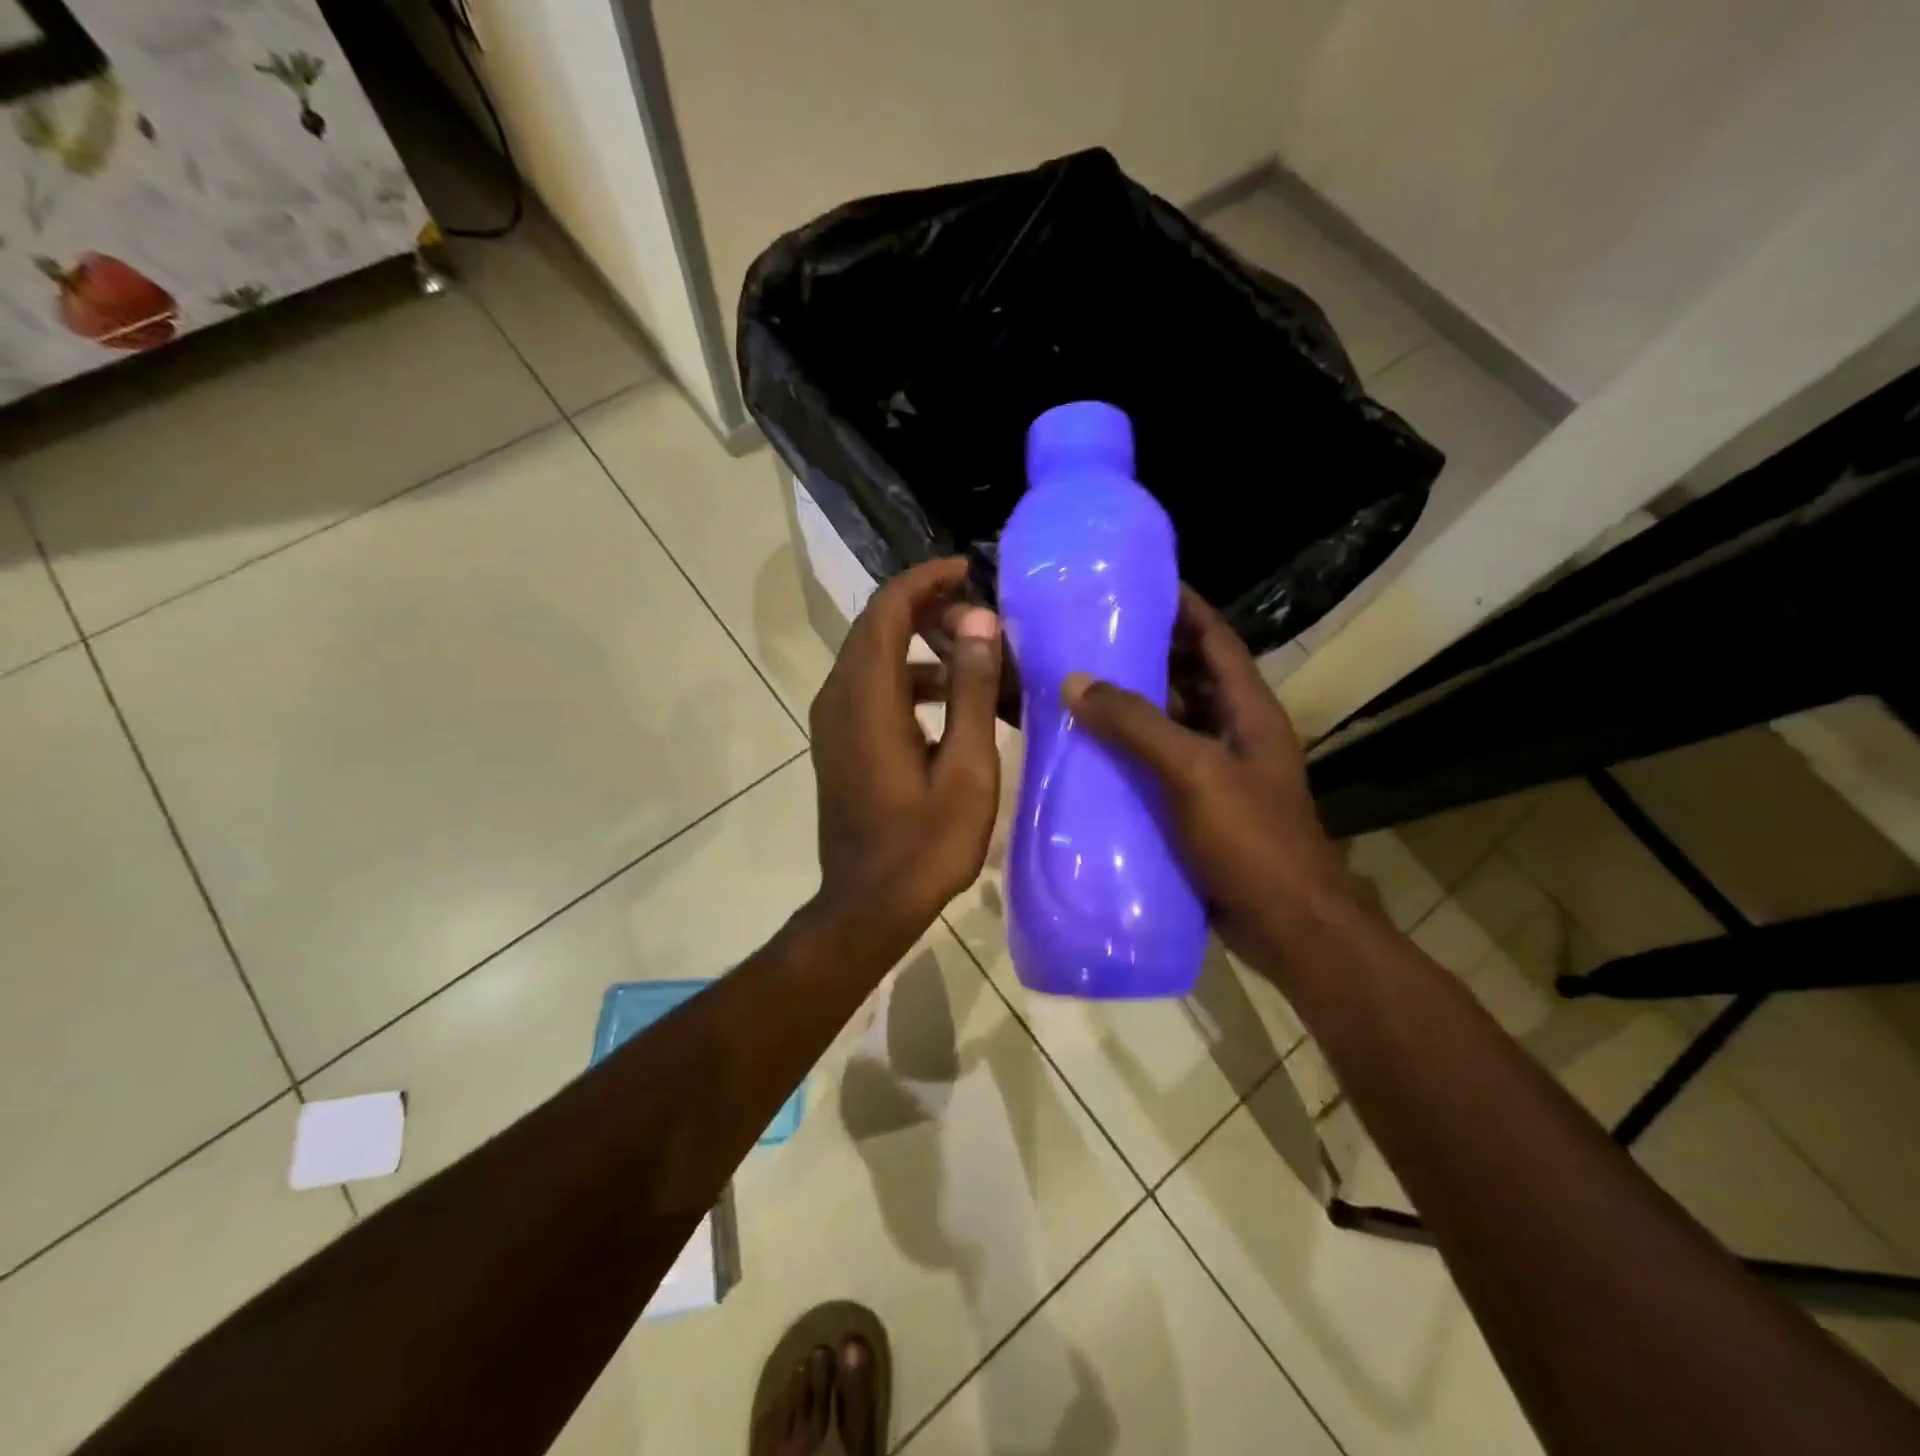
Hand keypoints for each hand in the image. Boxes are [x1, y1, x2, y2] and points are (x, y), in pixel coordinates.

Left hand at [808, 557, 1003, 942]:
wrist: (868, 906)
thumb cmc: (924, 845)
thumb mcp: (966, 768)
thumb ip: (971, 689)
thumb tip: (979, 620)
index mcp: (867, 698)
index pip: (887, 610)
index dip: (926, 580)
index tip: (968, 570)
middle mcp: (839, 698)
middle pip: (878, 627)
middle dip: (928, 610)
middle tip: (983, 618)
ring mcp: (834, 722)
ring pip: (876, 658)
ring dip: (923, 648)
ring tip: (979, 661)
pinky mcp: (839, 743)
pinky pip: (873, 689)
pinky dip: (910, 681)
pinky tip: (954, 706)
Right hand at [1063, 589, 1353, 976]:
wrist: (1287, 927)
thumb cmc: (1251, 841)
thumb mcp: (1194, 773)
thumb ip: (1137, 725)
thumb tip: (1075, 682)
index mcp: (1247, 710)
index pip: (1215, 638)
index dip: (1184, 606)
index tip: (1138, 581)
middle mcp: (1234, 732)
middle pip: (1188, 676)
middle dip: (1144, 652)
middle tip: (1087, 634)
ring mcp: (1216, 772)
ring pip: (1168, 722)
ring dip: (1130, 705)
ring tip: (1075, 686)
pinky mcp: (1197, 807)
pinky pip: (1156, 765)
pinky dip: (1126, 753)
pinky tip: (1086, 752)